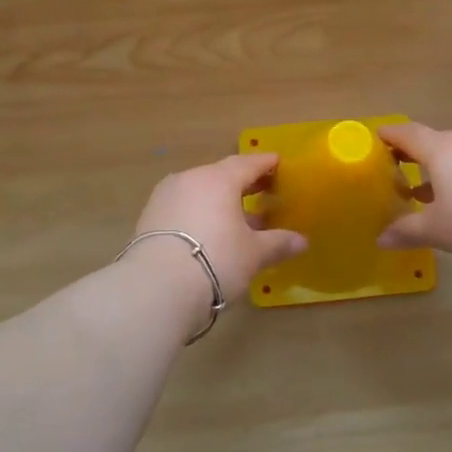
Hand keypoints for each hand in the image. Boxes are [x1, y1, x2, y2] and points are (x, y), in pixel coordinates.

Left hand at [129, 153, 308, 299]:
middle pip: (221, 175)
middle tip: (263, 190)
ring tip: (238, 218)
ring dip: (220, 201)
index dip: (265, 164)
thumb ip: (278, 243)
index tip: (279, 163)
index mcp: (219, 179)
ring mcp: (165, 197)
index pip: (248, 163)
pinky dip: (200, 214)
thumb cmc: (216, 260)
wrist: (155, 288)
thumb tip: (302, 241)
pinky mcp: (148, 218)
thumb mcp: (253, 254)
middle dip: (243, 184)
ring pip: (199, 192)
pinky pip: (183, 207)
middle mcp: (190, 179)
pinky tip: (210, 232)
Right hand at [377, 124, 451, 273]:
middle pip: (435, 142)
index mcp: (443, 149)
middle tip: (399, 177)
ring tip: (432, 195)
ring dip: (443, 169)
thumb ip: (407, 231)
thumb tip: (381, 238)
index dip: (389, 136)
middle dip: (416, 158)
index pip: (408, 134)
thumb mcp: (439, 231)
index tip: (376, 138)